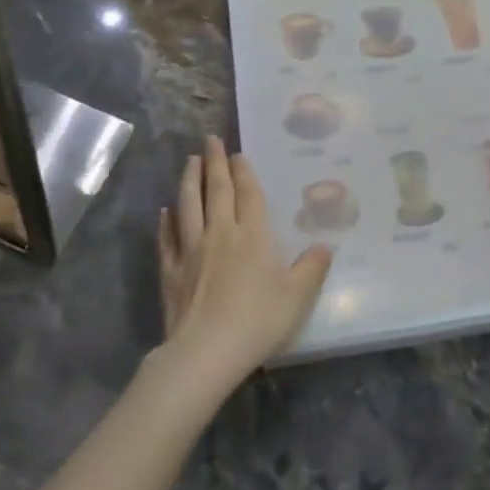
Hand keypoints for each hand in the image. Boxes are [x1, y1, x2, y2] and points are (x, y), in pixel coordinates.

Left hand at [156, 136, 333, 386]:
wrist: (207, 350)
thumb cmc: (258, 320)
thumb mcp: (298, 296)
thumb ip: (312, 268)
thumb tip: (326, 246)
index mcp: (253, 235)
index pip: (248, 194)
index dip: (244, 172)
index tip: (237, 153)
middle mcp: (221, 233)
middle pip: (216, 191)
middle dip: (214, 163)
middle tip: (210, 139)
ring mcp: (192, 250)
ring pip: (188, 206)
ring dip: (188, 181)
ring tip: (189, 161)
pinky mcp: (171, 271)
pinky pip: (167, 239)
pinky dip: (166, 223)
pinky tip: (164, 212)